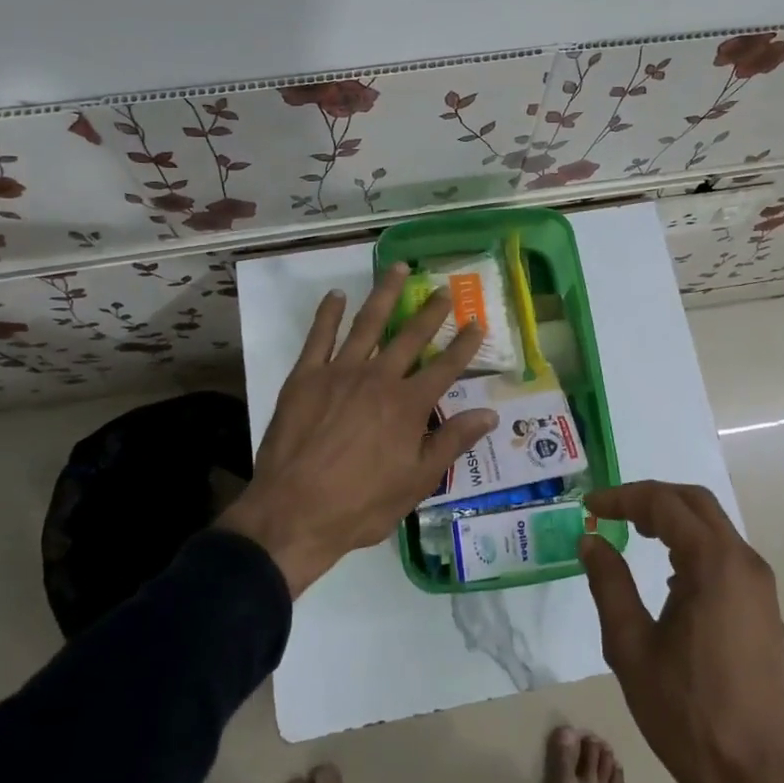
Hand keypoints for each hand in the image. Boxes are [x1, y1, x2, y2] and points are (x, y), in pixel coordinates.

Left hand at [216, 262, 495, 597]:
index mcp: (408, 405)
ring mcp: (339, 373)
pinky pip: (319, 337)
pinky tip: (336, 296)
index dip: (464, 344)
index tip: (477, 322)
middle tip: (443, 289)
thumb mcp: (417, 482)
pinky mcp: (305, 377)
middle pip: (410, 336)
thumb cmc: (361, 504)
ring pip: (368, 324)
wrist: (293, 513)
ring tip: (397, 269)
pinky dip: (327, 313)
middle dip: (430, 311)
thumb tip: (490, 414)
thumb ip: (452, 442)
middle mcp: (378, 378)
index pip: (445, 367)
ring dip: (385, 294)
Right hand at [576, 481, 783, 782]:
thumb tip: (591, 540)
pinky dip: (692, 545)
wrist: (750, 776)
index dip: (623, 497)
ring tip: (632, 532)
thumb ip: (608, 583)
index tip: (590, 506)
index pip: (664, 504)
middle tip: (611, 511)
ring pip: (713, 526)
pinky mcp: (763, 608)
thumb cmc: (683, 710)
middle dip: (650, 498)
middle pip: (695, 503)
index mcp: (714, 564)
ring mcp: (760, 586)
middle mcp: (744, 563)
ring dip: (672, 520)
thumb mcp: (630, 644)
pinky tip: (667, 572)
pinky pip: (725, 554)